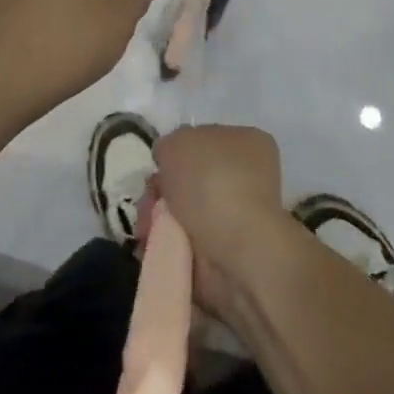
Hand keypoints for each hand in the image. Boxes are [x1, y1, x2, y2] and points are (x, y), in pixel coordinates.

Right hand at [148, 125, 291, 323]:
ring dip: (156, 218)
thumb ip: (169, 145)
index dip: (176, 152)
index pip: (204, 140)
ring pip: (181, 212)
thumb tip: (168, 161)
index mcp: (247, 143)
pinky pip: (181, 241)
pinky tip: (152, 244)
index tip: (159, 165)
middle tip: (149, 200)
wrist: (235, 247)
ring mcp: (235, 217)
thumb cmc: (211, 182)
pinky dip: (163, 243)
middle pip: (187, 179)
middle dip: (161, 190)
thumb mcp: (179, 141)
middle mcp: (246, 178)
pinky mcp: (222, 253)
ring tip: (147, 228)